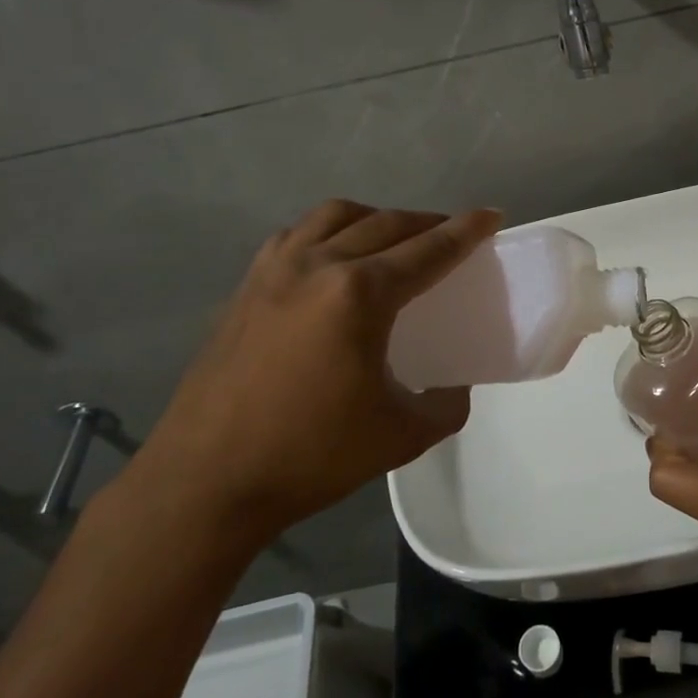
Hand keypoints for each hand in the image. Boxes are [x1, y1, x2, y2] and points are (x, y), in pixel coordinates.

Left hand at [126, 200, 500, 550]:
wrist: (206, 481)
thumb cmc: (310, 457)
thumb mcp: (401, 437)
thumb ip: (445, 406)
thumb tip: (452, 387)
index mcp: (359, 295)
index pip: (427, 250)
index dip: (465, 231)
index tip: (491, 215)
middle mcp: (318, 265)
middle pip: (386, 224)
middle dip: (427, 223)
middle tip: (452, 234)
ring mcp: (274, 271)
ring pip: (335, 216)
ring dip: (375, 218)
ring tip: (393, 239)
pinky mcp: (246, 287)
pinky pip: (296, 235)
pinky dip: (328, 231)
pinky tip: (332, 257)